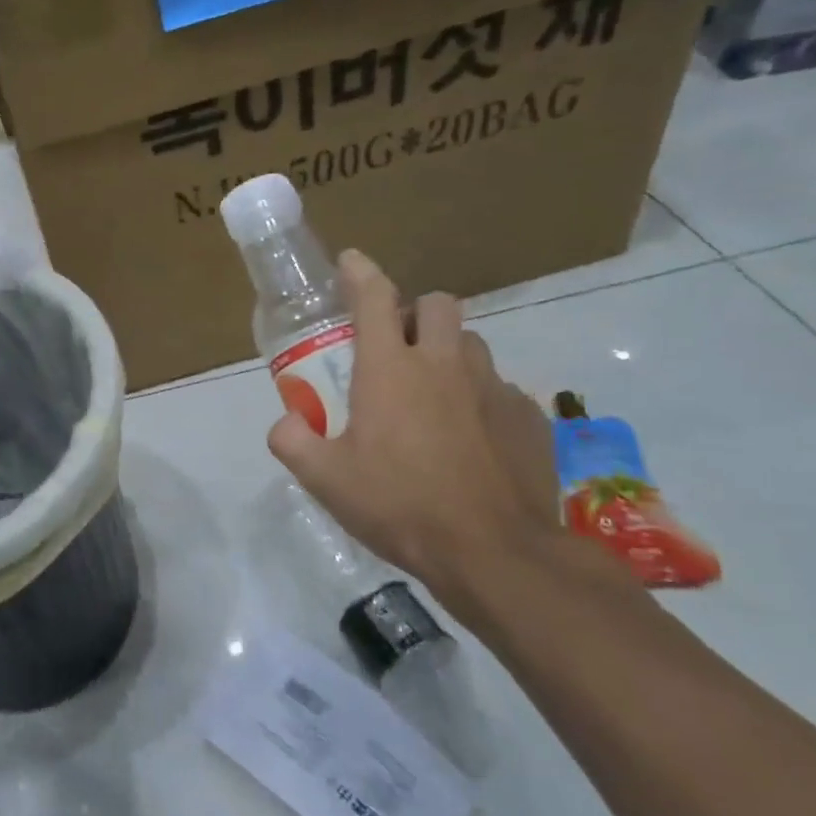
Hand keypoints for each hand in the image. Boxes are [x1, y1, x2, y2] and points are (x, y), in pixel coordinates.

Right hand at [267, 250, 559, 614]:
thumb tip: (286, 422)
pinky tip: (469, 439)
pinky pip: (499, 389)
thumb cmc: (400, 506)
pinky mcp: (528, 418)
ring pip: (471, 343)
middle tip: (396, 348)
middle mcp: (444, 364)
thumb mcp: (324, 479)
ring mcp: (493, 389)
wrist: (496, 554)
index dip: (360, 272)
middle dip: (414, 313)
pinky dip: (478, 398)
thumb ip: (292, 441)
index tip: (351, 261)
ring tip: (432, 394)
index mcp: (390, 369)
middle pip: (437, 304)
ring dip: (447, 352)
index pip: (374, 298)